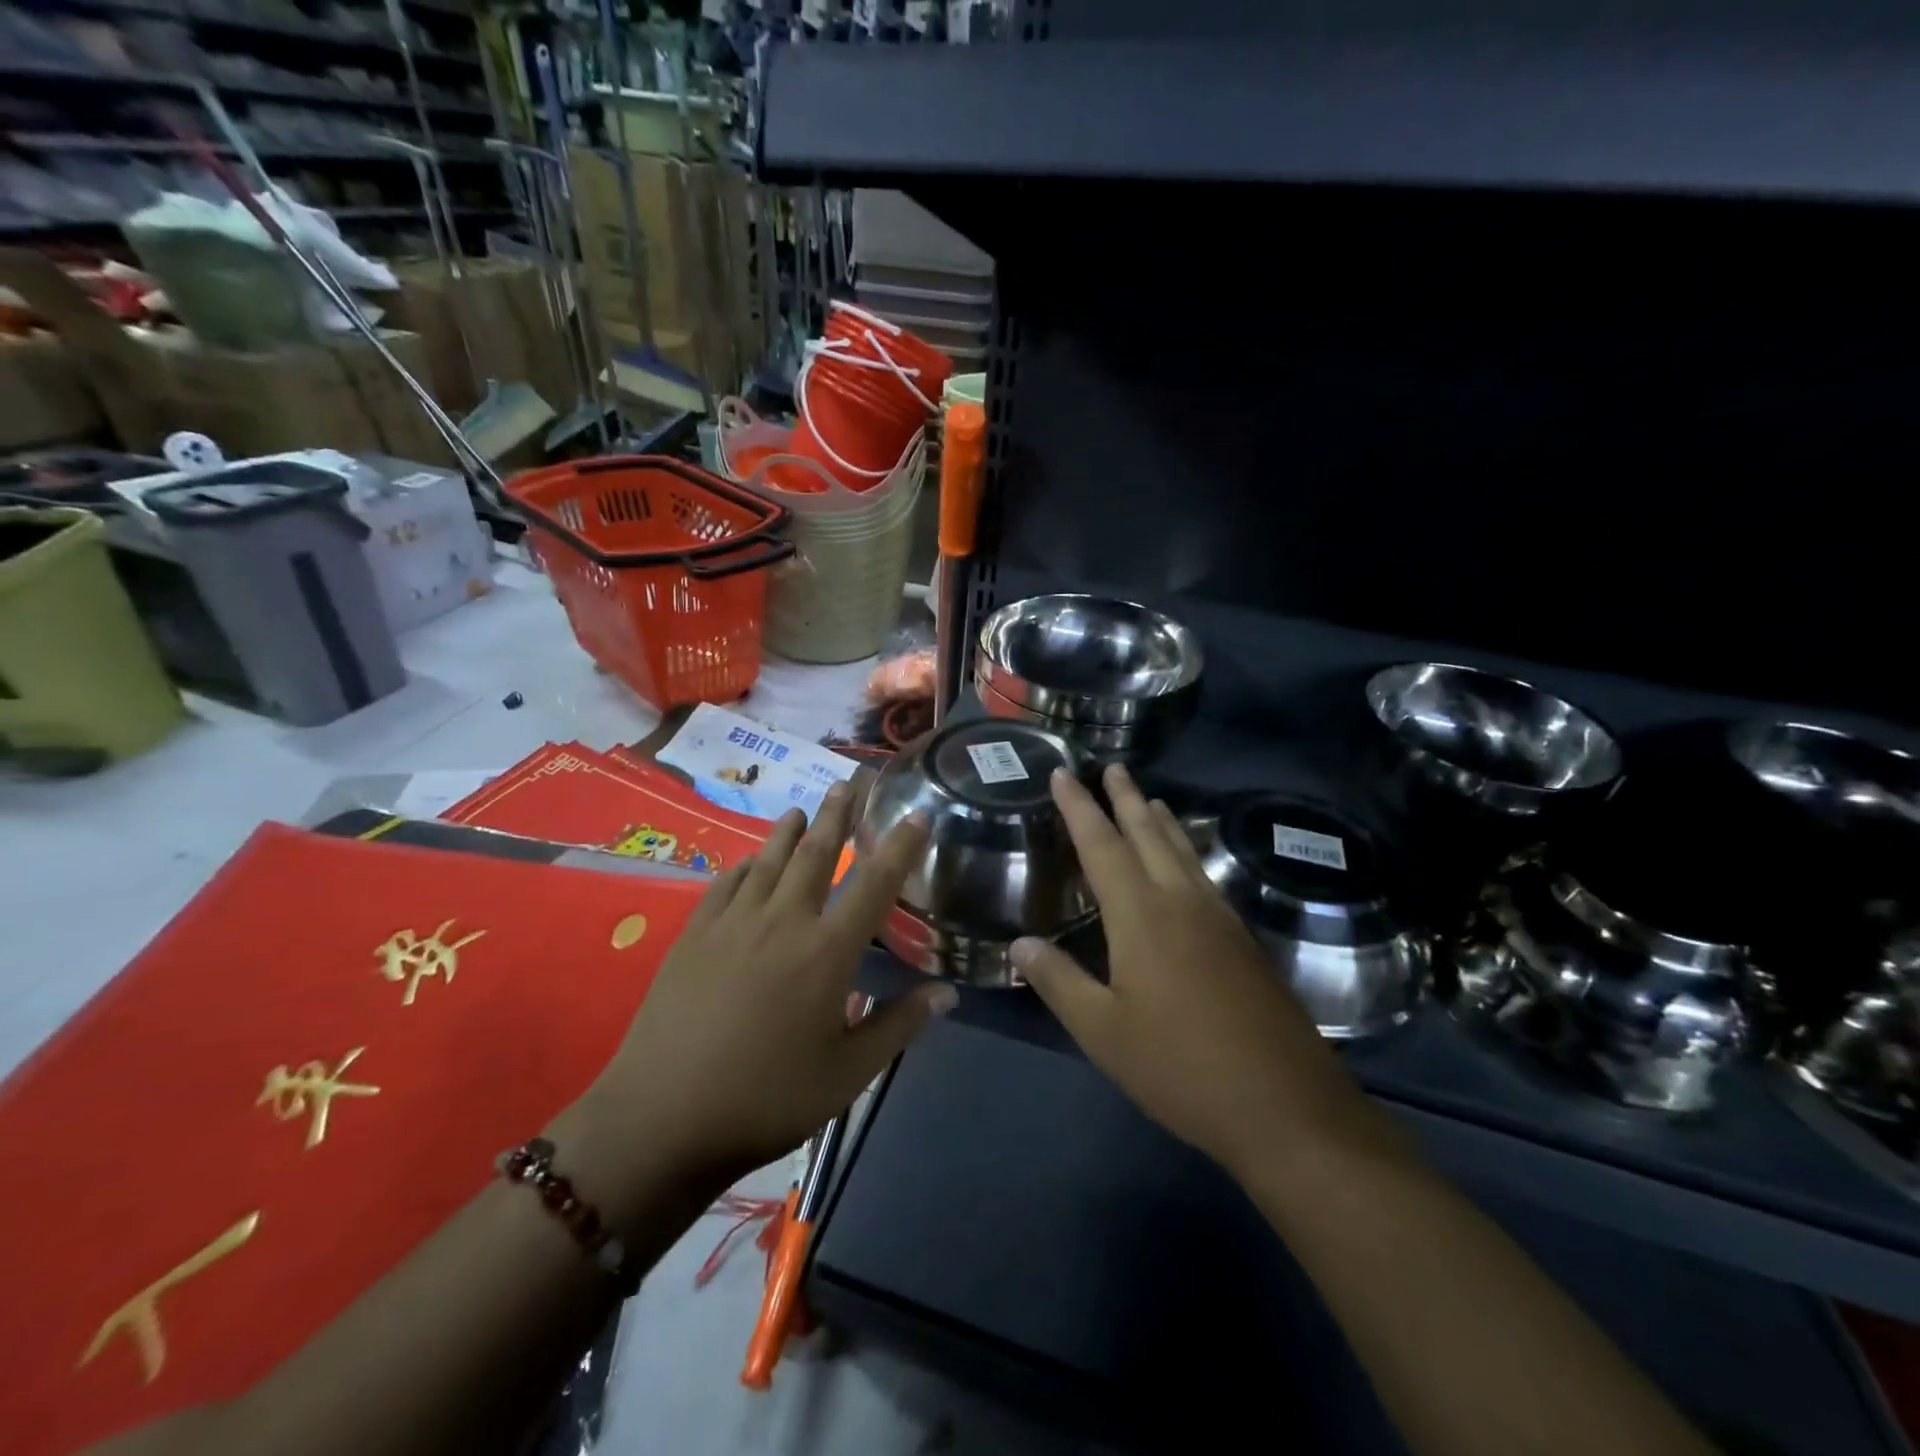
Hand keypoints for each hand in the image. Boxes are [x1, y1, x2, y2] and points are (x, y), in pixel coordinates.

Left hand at [577, 783, 951, 1203]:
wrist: (663, 1117)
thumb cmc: (767, 1099)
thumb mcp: (848, 1074)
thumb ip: (899, 1026)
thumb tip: (947, 992)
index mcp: (828, 952)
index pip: (874, 884)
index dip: (900, 847)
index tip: (915, 815)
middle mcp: (784, 921)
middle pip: (817, 853)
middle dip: (837, 814)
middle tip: (850, 780)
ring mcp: (734, 922)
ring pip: (769, 859)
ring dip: (789, 830)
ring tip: (802, 808)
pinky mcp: (694, 933)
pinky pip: (726, 882)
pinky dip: (745, 865)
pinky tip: (750, 862)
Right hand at [1012, 765, 1368, 1180]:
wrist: (1285, 1107)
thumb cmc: (1180, 1067)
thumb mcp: (1103, 1031)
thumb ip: (1059, 982)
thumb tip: (1019, 943)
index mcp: (1141, 916)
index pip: (1101, 845)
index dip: (1079, 807)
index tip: (1063, 773)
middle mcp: (1182, 902)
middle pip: (1149, 834)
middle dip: (1126, 798)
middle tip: (1112, 767)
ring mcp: (1219, 919)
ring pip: (1183, 852)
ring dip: (1161, 821)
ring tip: (1149, 799)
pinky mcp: (1243, 942)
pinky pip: (1205, 876)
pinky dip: (1186, 853)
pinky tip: (1188, 865)